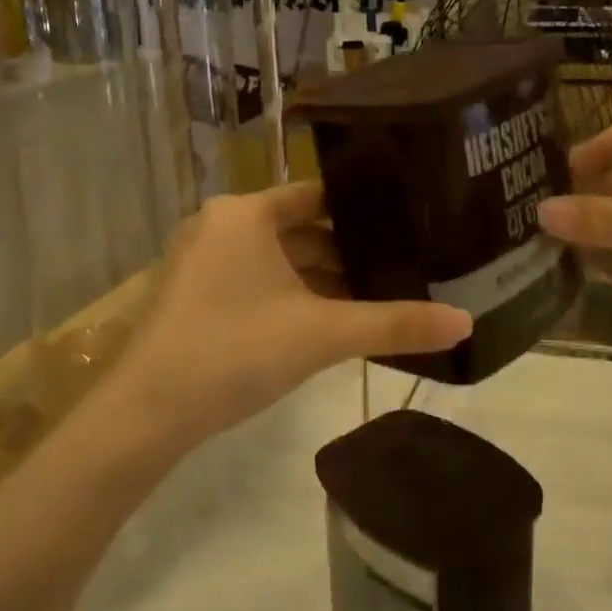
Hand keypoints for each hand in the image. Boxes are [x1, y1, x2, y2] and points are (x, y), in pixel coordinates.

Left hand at [112, 183, 471, 445]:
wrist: (145, 415)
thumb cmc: (235, 351)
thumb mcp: (323, 334)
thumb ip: (394, 324)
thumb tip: (466, 323)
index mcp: (246, 214)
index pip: (318, 195)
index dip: (363, 208)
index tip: (407, 220)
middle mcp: (221, 226)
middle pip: (300, 228)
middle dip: (348, 250)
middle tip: (403, 262)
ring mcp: (203, 261)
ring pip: (278, 258)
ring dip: (321, 276)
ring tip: (377, 292)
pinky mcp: (195, 295)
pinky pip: (257, 280)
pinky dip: (292, 294)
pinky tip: (329, 318)